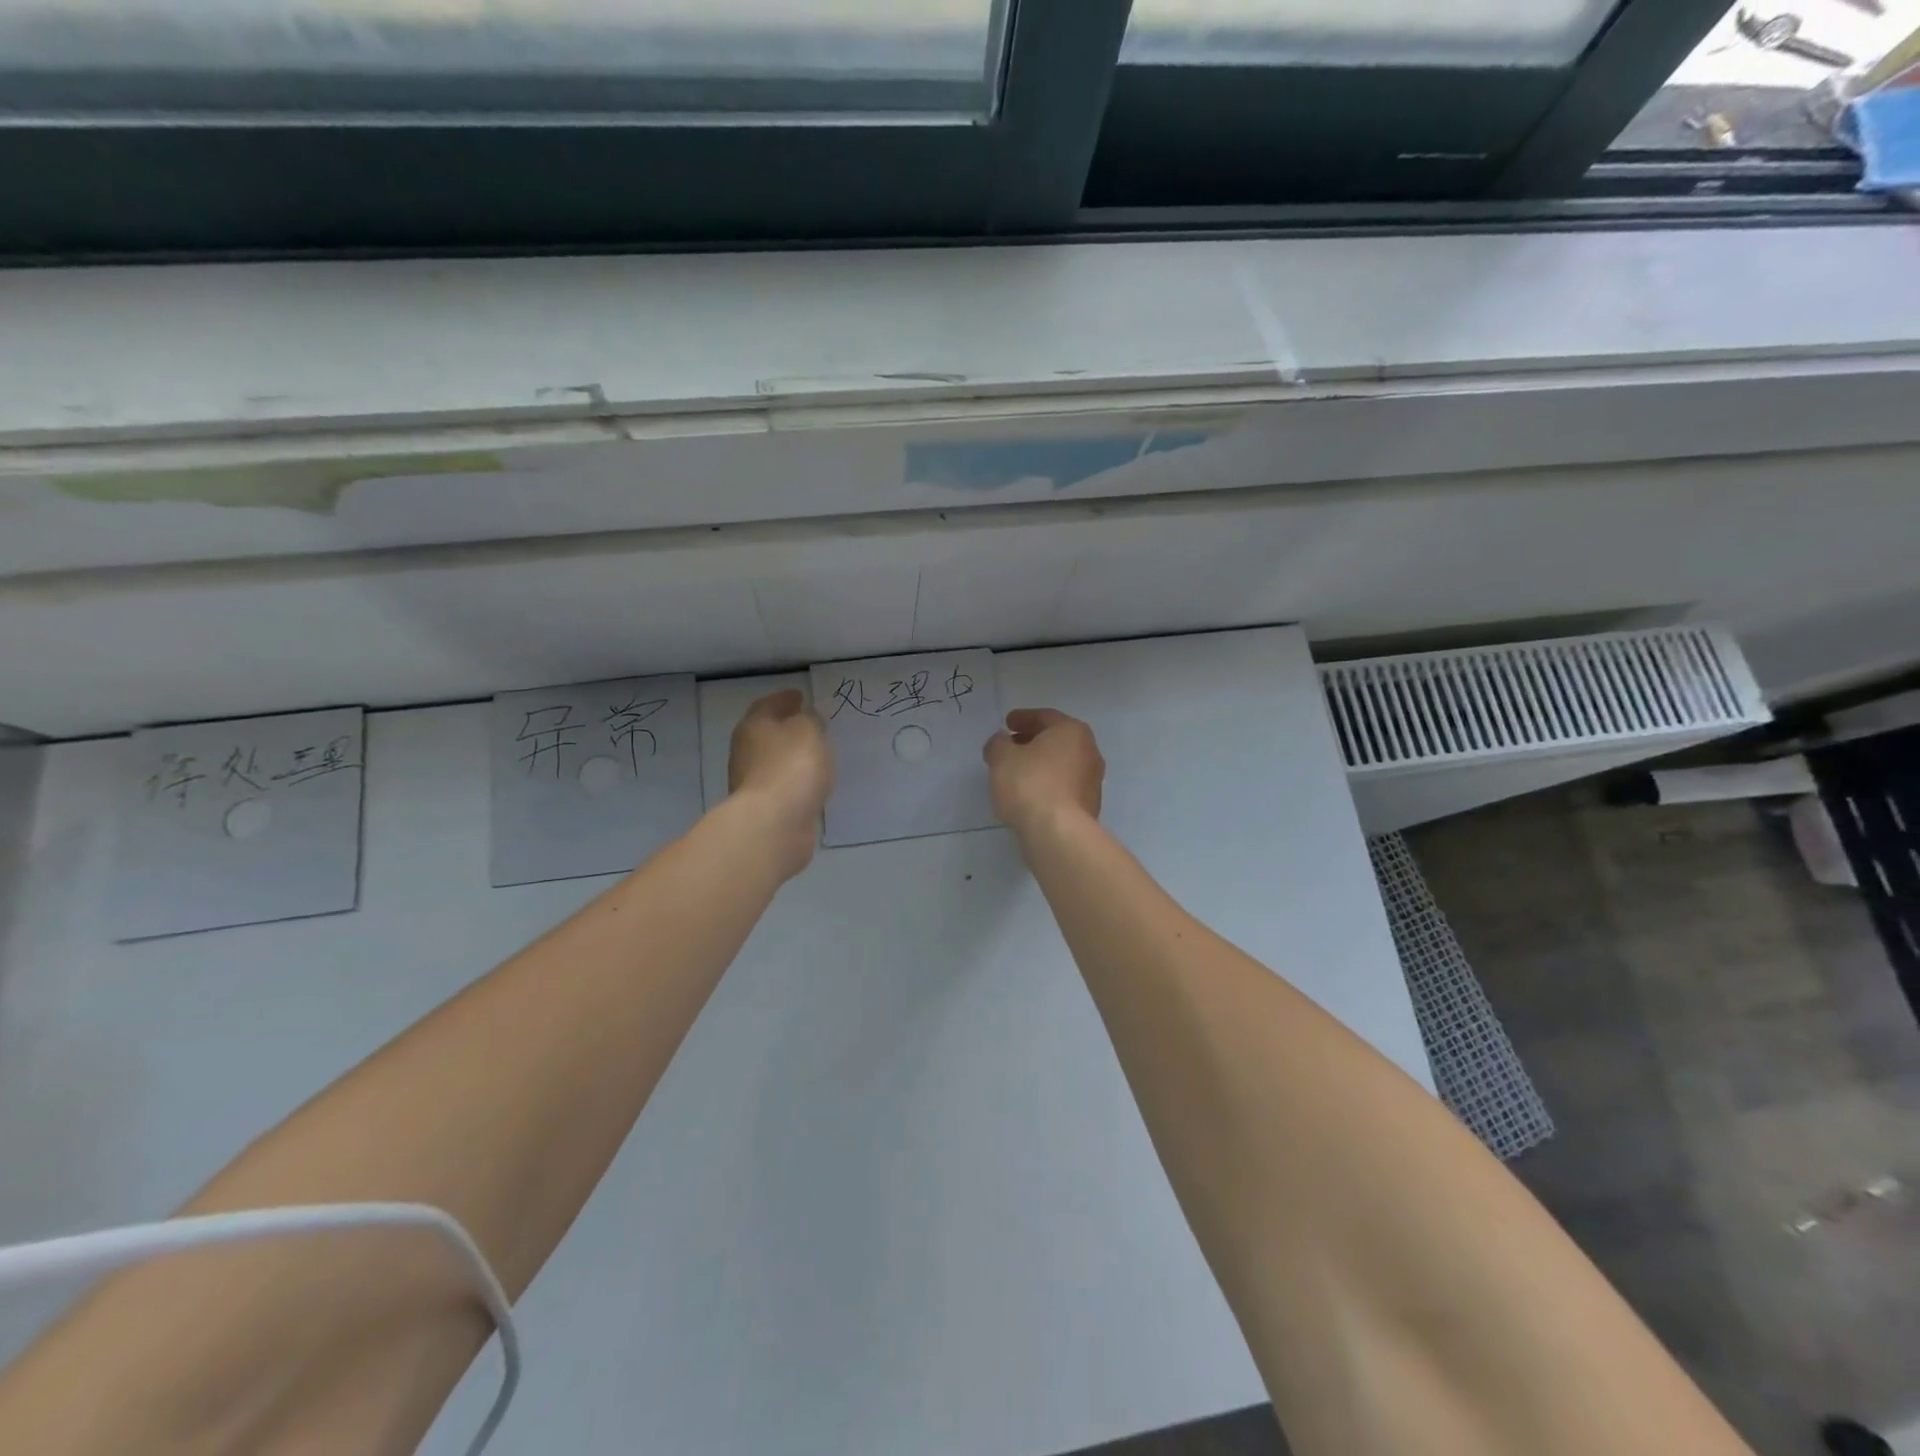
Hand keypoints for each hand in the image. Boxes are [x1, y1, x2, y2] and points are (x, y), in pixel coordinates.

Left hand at [728, 690, 832, 876]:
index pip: (768, 704)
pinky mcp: (765, 808)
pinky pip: (785, 786)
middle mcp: (746, 751)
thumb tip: (806, 720)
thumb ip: (811, 720)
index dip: (785, 698)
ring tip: (817, 755)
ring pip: (776, 761)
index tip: (800, 695)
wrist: (774, 824)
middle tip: (812, 724)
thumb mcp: (809, 731)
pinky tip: (813, 783)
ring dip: (793, 757)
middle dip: (787, 727)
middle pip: (767, 732)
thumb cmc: (791, 767)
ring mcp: (753, 782)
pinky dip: (796, 781)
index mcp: (754, 726)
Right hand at [982, 708, 1103, 833]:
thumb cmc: (1030, 784)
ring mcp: (1093, 781)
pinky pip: (1063, 787)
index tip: (1007, 723)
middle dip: (1032, 742)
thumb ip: (998, 744)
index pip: (1045, 717)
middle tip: (1010, 746)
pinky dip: (1047, 785)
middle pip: (1056, 740)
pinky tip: (1029, 795)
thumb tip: (1003, 743)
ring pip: (1061, 765)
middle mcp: (1089, 752)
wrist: (1058, 832)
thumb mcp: (1001, 757)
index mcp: (1072, 731)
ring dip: (1040, 765)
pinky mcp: (1089, 807)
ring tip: (1016, 773)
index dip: (1022, 718)